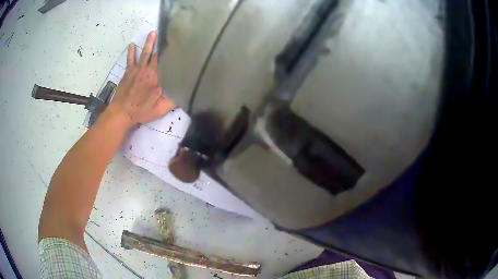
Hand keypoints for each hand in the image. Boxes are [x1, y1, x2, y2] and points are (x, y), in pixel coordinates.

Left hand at [111, 31, 176, 124]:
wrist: (122, 112)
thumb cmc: (142, 110)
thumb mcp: (161, 108)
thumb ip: (174, 100)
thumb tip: (187, 92)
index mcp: (157, 77)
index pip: (166, 61)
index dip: (172, 53)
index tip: (179, 44)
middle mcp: (148, 69)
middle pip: (156, 54)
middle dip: (162, 43)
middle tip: (167, 32)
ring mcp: (137, 69)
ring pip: (144, 53)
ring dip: (149, 42)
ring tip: (152, 32)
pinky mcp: (128, 72)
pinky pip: (130, 59)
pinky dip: (131, 52)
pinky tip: (131, 44)